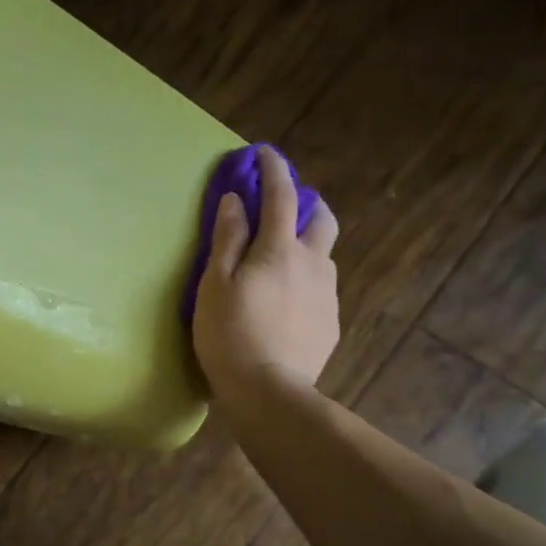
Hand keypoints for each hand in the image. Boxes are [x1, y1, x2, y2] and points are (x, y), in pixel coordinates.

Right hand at [192, 145, 339, 402]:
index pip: (282, 196)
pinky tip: (286, 303)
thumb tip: (237, 201)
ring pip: (323, 255)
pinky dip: (306, 280)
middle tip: (284, 209)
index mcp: (279, 250)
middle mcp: (312, 264)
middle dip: (308, 203)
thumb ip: (227, 240)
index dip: (274, 169)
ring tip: (280, 263)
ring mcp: (327, 294)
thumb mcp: (214, 284)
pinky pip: (321, 288)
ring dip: (306, 245)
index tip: (265, 153)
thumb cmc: (229, 334)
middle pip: (322, 219)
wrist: (268, 392)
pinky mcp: (331, 322)